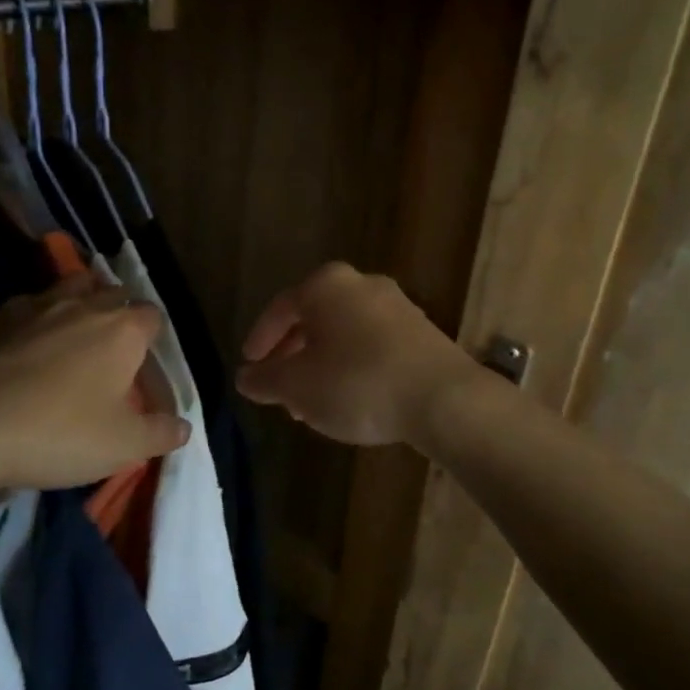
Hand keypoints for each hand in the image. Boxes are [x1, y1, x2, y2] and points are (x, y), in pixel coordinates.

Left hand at [0, 274, 188, 493]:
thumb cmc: (60, 432)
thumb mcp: (124, 446)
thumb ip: (160, 434)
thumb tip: (182, 427)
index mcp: (121, 330)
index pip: (152, 316)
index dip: (153, 337)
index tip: (146, 364)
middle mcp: (80, 307)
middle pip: (110, 292)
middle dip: (117, 312)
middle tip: (111, 349)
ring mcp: (30, 309)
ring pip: (63, 290)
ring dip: (73, 305)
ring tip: (69, 336)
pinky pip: (19, 313)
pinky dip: (27, 326)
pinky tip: (17, 354)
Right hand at [236, 262, 481, 446]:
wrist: (443, 399)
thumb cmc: (357, 384)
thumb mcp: (297, 387)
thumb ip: (265, 380)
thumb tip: (246, 378)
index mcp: (326, 285)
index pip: (280, 308)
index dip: (260, 339)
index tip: (250, 365)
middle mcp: (363, 284)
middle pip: (314, 319)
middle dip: (292, 356)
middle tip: (279, 388)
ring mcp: (398, 306)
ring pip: (344, 334)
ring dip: (322, 366)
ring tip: (311, 404)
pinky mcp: (423, 333)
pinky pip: (373, 345)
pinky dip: (352, 367)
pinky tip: (350, 401)